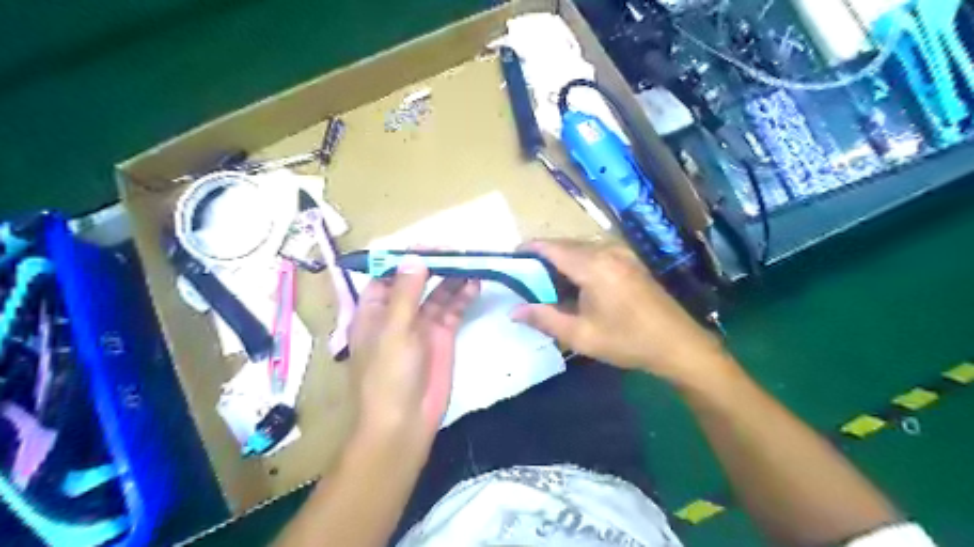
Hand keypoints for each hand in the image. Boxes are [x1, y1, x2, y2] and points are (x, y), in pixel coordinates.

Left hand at [350, 256, 477, 443]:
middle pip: (417, 279)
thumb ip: (405, 293)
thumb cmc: (388, 375)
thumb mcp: (394, 330)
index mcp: (374, 309)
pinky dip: (463, 296)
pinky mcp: (442, 336)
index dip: (407, 257)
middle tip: (459, 250)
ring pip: (438, 292)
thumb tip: (415, 257)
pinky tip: (475, 283)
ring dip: (453, 277)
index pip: (388, 273)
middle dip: (436, 264)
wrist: (404, 423)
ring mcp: (422, 324)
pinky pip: (452, 309)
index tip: (431, 244)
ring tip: (472, 262)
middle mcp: (398, 312)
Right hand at [510, 239, 729, 383]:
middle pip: (564, 244)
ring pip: (580, 247)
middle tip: (526, 279)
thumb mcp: (581, 336)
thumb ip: (544, 319)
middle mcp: (607, 250)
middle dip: (542, 257)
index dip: (527, 250)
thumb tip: (514, 311)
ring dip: (561, 260)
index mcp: (593, 266)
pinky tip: (575, 283)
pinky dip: (578, 262)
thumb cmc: (627, 341)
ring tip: (547, 284)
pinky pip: (595, 252)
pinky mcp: (630, 260)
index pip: (550, 247)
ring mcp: (622, 252)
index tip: (510, 261)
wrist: (678, 344)